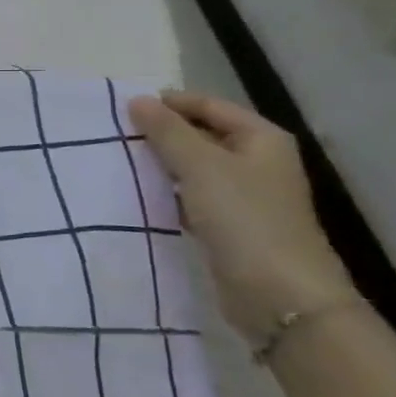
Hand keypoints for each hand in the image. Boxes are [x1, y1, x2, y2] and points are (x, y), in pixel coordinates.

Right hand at [127, 90, 357, 341]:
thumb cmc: (244, 219)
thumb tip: (137, 100)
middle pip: (202, 135)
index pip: (209, 105)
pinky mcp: (229, 226)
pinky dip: (167, 193)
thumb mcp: (200, 166)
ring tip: (120, 162)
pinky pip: (191, 197)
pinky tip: (139, 195)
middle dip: (161, 134)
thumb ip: (167, 131)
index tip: (124, 109)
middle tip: (116, 135)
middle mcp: (256, 162)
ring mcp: (244, 196)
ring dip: (161, 164)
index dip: (169, 103)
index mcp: (261, 139)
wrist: (279, 295)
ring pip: (194, 168)